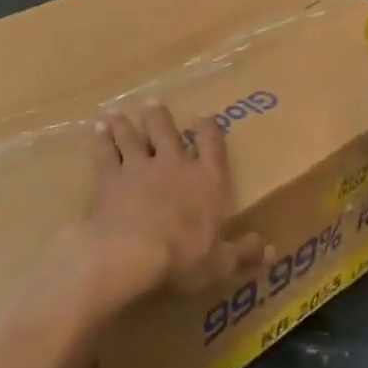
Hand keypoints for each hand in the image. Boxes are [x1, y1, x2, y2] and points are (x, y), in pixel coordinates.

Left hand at [66, 102, 270, 308]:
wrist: (128, 253)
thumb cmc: (182, 258)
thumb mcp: (220, 264)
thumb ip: (243, 253)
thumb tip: (271, 251)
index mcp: (207, 181)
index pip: (212, 145)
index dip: (208, 129)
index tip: (204, 117)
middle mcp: (174, 165)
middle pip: (166, 131)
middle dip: (159, 117)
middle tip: (153, 104)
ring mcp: (139, 167)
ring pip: (132, 137)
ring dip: (126, 125)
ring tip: (118, 114)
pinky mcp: (109, 178)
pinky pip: (105, 153)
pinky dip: (101, 141)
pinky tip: (97, 131)